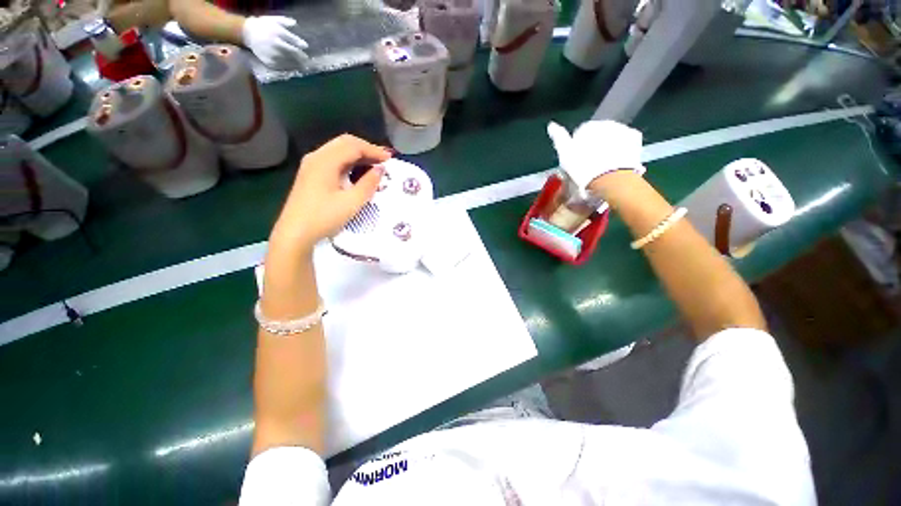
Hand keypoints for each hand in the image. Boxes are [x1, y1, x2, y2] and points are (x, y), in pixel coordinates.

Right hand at [242, 16, 308, 69]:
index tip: (305, 47)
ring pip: (289, 61)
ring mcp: (272, 54)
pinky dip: (289, 68)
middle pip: (293, 53)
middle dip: (302, 57)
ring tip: (303, 66)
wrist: (247, 33)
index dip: (301, 45)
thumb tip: (296, 23)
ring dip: (297, 64)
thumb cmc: (263, 25)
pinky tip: (293, 68)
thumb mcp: (274, 20)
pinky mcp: (269, 62)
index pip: (294, 41)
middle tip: (307, 60)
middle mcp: (276, 44)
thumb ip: (285, 22)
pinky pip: (282, 67)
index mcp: (278, 32)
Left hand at [272, 135, 392, 250]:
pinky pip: (333, 159)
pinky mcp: (310, 174)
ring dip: (357, 154)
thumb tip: (380, 169)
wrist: (295, 233)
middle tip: (383, 159)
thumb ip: (368, 184)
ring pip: (338, 150)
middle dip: (366, 149)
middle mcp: (316, 157)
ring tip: (374, 164)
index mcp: (325, 161)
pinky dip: (348, 161)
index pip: (353, 146)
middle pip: (344, 143)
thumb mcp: (352, 202)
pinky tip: (357, 171)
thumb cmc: (324, 217)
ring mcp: (311, 165)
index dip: (373, 150)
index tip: (390, 159)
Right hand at [547, 120, 644, 197]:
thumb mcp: (565, 154)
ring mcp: (622, 128)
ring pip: (612, 137)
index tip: (577, 161)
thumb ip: (559, 138)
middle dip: (594, 145)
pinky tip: (617, 161)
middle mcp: (605, 122)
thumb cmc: (583, 167)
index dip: (577, 147)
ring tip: (604, 165)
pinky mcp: (635, 138)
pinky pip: (626, 141)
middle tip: (591, 164)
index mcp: (588, 127)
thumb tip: (551, 125)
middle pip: (598, 134)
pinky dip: (622, 149)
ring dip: (608, 146)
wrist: (610, 178)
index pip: (580, 134)